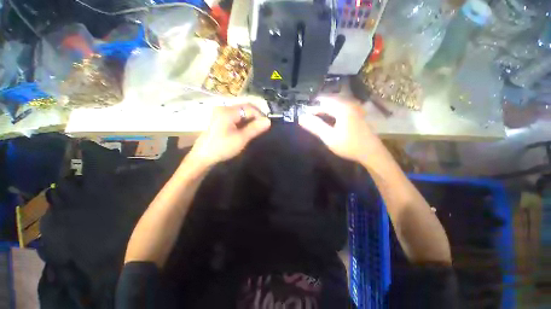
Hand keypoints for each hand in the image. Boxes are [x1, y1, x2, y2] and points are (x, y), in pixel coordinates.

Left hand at [189, 104, 270, 166]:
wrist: (203, 156)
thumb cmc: (222, 147)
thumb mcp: (241, 138)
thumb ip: (255, 128)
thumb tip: (268, 121)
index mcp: (228, 112)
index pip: (249, 108)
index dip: (260, 115)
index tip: (266, 125)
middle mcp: (224, 108)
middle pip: (245, 108)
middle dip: (255, 116)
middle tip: (262, 127)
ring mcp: (221, 113)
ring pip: (241, 112)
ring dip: (250, 119)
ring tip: (256, 129)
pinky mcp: (220, 119)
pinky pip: (236, 116)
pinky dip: (243, 121)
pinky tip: (246, 129)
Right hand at [298, 97, 383, 163]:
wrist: (371, 153)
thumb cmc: (349, 145)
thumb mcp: (328, 137)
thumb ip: (315, 126)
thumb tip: (301, 117)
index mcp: (342, 108)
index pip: (322, 103)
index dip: (311, 108)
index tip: (303, 115)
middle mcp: (349, 104)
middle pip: (329, 102)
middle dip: (318, 108)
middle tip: (309, 117)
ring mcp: (355, 109)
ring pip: (335, 105)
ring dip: (325, 110)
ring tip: (317, 118)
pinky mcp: (357, 114)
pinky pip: (341, 108)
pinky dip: (332, 113)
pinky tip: (329, 120)